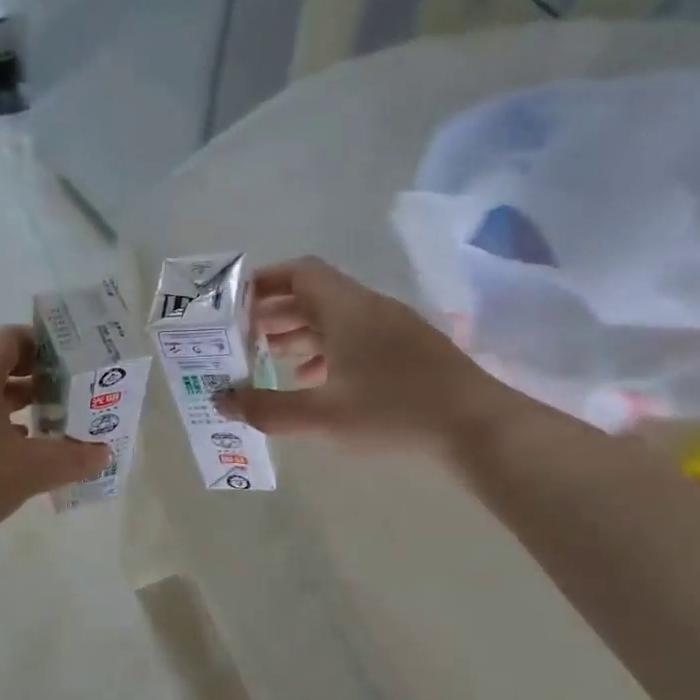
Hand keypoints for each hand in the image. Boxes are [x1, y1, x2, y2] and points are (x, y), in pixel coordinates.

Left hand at [0, 325, 110, 558]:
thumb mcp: (28, 470)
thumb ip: (71, 459)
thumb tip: (103, 453)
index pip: (13, 337)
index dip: (47, 346)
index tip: (76, 367)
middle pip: (2, 366)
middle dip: (41, 380)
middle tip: (75, 399)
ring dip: (22, 408)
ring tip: (56, 428)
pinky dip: (1, 432)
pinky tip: (21, 459)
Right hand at [215, 256, 516, 455]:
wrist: (478, 427)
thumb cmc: (393, 411)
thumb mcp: (322, 415)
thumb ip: (267, 408)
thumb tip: (221, 400)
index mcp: (347, 308)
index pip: (300, 272)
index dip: (264, 282)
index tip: (235, 304)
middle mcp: (368, 309)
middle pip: (314, 296)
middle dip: (275, 313)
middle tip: (242, 338)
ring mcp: (392, 329)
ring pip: (335, 319)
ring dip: (299, 334)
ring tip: (269, 360)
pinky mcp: (407, 351)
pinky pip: (355, 339)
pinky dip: (326, 352)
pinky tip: (312, 381)